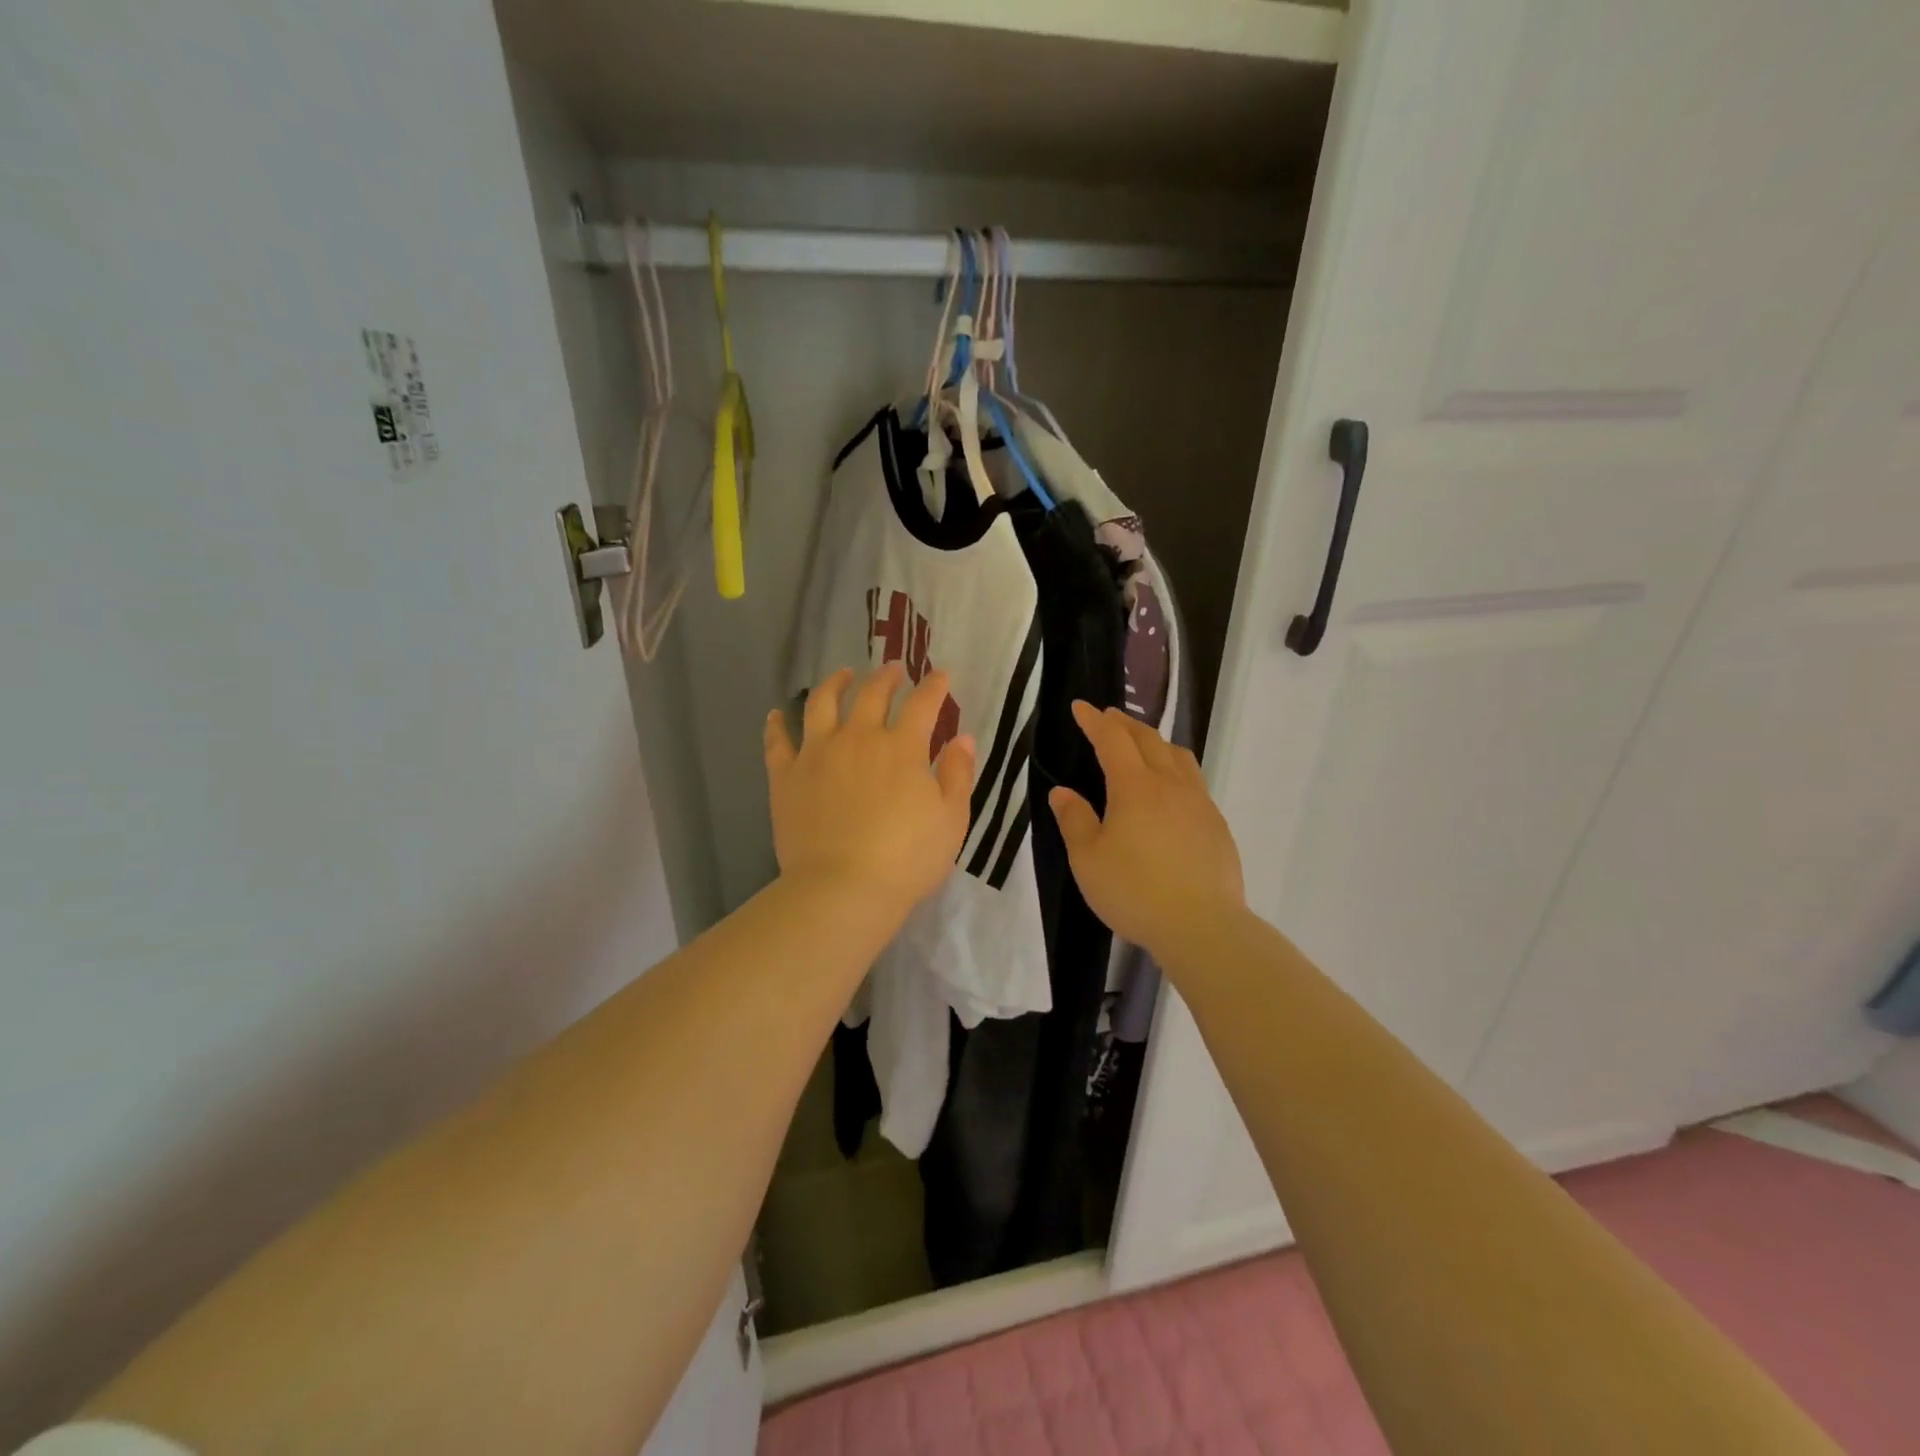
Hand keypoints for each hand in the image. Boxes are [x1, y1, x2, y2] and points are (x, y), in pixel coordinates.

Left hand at [765, 665, 976, 919]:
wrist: (842, 888)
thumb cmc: (906, 859)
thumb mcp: (951, 820)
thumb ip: (957, 775)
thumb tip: (962, 738)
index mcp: (901, 748)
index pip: (923, 704)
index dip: (934, 686)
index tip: (940, 675)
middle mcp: (858, 738)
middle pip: (872, 694)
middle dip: (887, 677)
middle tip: (894, 670)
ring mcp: (817, 753)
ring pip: (822, 703)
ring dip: (835, 683)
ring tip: (842, 675)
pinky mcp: (786, 775)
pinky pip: (778, 741)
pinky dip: (777, 724)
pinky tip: (777, 714)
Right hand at [1049, 702, 1244, 955]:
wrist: (1202, 926)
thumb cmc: (1134, 891)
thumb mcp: (1088, 859)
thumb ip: (1074, 820)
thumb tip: (1062, 792)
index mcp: (1134, 787)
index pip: (1112, 740)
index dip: (1094, 721)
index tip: (1080, 707)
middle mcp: (1170, 785)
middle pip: (1148, 740)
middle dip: (1125, 724)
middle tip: (1108, 718)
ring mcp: (1199, 803)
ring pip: (1178, 756)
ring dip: (1156, 742)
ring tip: (1144, 744)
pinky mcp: (1217, 825)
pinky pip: (1194, 782)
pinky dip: (1176, 769)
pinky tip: (1172, 790)